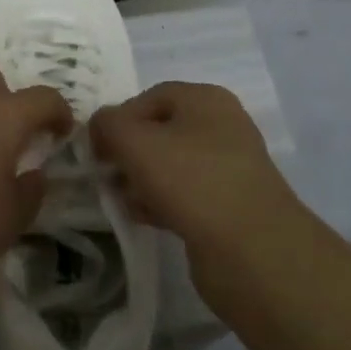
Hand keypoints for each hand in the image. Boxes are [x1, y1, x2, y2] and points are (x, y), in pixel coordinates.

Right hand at [89, 81, 298, 267]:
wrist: (252, 252)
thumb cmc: (190, 180)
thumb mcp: (134, 141)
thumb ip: (107, 124)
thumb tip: (100, 127)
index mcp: (206, 99)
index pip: (148, 97)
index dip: (117, 119)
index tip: (97, 148)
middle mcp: (223, 126)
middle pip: (160, 131)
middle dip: (129, 152)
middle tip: (108, 175)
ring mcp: (230, 167)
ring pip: (171, 165)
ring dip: (142, 180)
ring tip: (123, 200)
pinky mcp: (231, 206)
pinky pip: (186, 194)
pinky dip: (162, 202)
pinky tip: (144, 217)